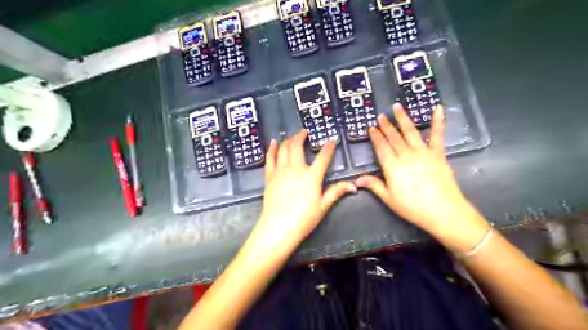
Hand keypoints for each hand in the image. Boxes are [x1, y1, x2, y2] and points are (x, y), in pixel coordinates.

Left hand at [257, 131, 353, 248]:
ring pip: (283, 149)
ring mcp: (280, 171)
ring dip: (288, 140)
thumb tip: (354, 186)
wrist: (279, 227)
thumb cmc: (304, 218)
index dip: (328, 147)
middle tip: (304, 132)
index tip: (331, 140)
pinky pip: (270, 158)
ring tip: (292, 136)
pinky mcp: (270, 176)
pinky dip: (272, 149)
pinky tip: (273, 142)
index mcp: (312, 176)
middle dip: (301, 136)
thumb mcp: (323, 206)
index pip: (323, 157)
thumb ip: (336, 192)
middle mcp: (295, 169)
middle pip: (297, 146)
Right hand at [354, 105, 486, 241]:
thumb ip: (374, 185)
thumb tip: (356, 180)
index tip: (371, 128)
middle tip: (381, 116)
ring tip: (397, 107)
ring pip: (410, 132)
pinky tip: (437, 108)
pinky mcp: (438, 153)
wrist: (443, 211)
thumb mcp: (389, 198)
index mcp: (392, 166)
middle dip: (386, 126)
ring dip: (403, 119)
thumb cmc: (413, 207)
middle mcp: (405, 155)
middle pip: (393, 137)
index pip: (381, 147)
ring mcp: (423, 152)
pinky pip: (437, 135)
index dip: (376, 137)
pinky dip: (438, 121)